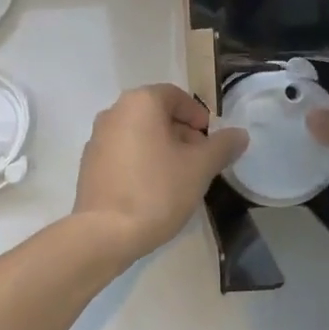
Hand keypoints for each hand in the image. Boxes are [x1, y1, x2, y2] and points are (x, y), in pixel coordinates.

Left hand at [73, 84, 248, 264]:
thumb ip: (223, 146)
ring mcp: (97, 138)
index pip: (175, 96)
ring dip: (162, 148)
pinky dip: (141, 161)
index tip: (210, 141)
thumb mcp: (200, 167)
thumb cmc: (157, 190)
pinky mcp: (88, 164)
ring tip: (180, 177)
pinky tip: (154, 189)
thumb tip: (240, 134)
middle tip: (200, 160)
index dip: (198, 115)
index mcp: (140, 103)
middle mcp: (114, 112)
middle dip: (182, 133)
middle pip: (156, 114)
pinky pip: (123, 152)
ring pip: (139, 133)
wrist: (105, 233)